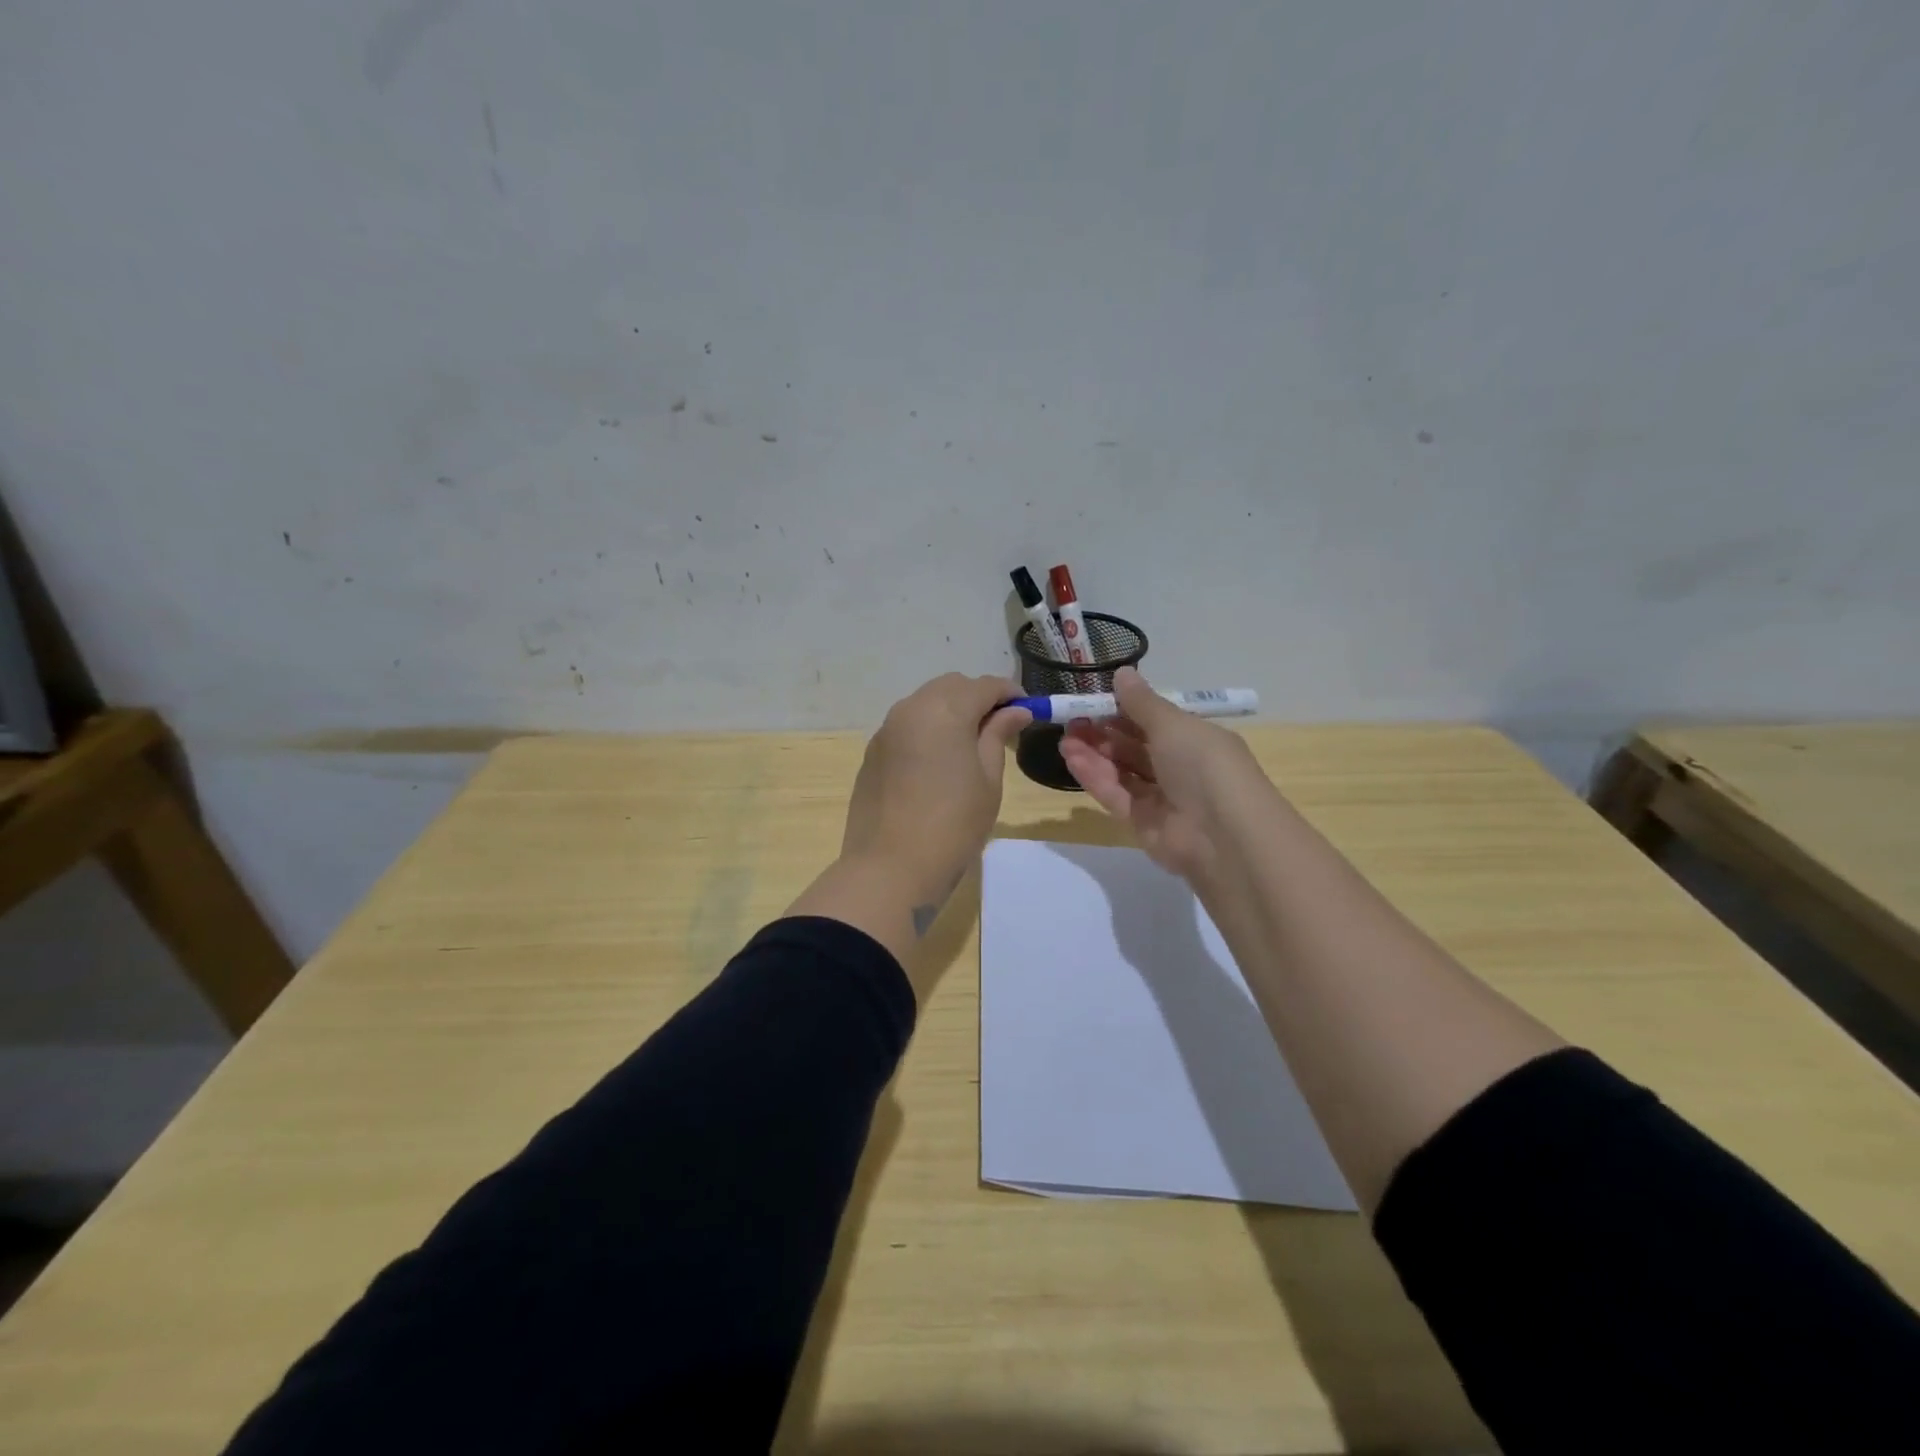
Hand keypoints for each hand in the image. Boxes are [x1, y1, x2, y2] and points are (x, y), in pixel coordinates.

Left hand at [839, 673, 1030, 916]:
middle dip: (978, 698)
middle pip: (951, 686)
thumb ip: (998, 736)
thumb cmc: (953, 826)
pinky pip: (906, 725)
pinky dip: (928, 729)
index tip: (1028, 710)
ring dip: (951, 710)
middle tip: (1000, 727)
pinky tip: (938, 761)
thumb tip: (1015, 711)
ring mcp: (886, 730)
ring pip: (926, 702)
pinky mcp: (873, 752)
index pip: (984, 686)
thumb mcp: (988, 780)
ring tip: (970, 744)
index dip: (1009, 693)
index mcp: (945, 710)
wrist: (890, 868)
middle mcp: (911, 709)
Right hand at [1058, 666, 1259, 880]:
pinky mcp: (1143, 822)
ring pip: (1122, 770)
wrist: (1222, 836)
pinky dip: (1095, 776)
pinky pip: (1116, 794)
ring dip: (1094, 753)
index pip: (1155, 720)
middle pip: (1135, 746)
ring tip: (1065, 738)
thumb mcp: (1173, 724)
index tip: (1094, 699)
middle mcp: (1180, 766)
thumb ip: (1142, 702)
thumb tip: (1122, 673)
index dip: (1124, 709)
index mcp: (1196, 739)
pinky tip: (1072, 758)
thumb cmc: (1204, 766)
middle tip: (1072, 719)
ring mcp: (1162, 797)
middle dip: (1103, 731)